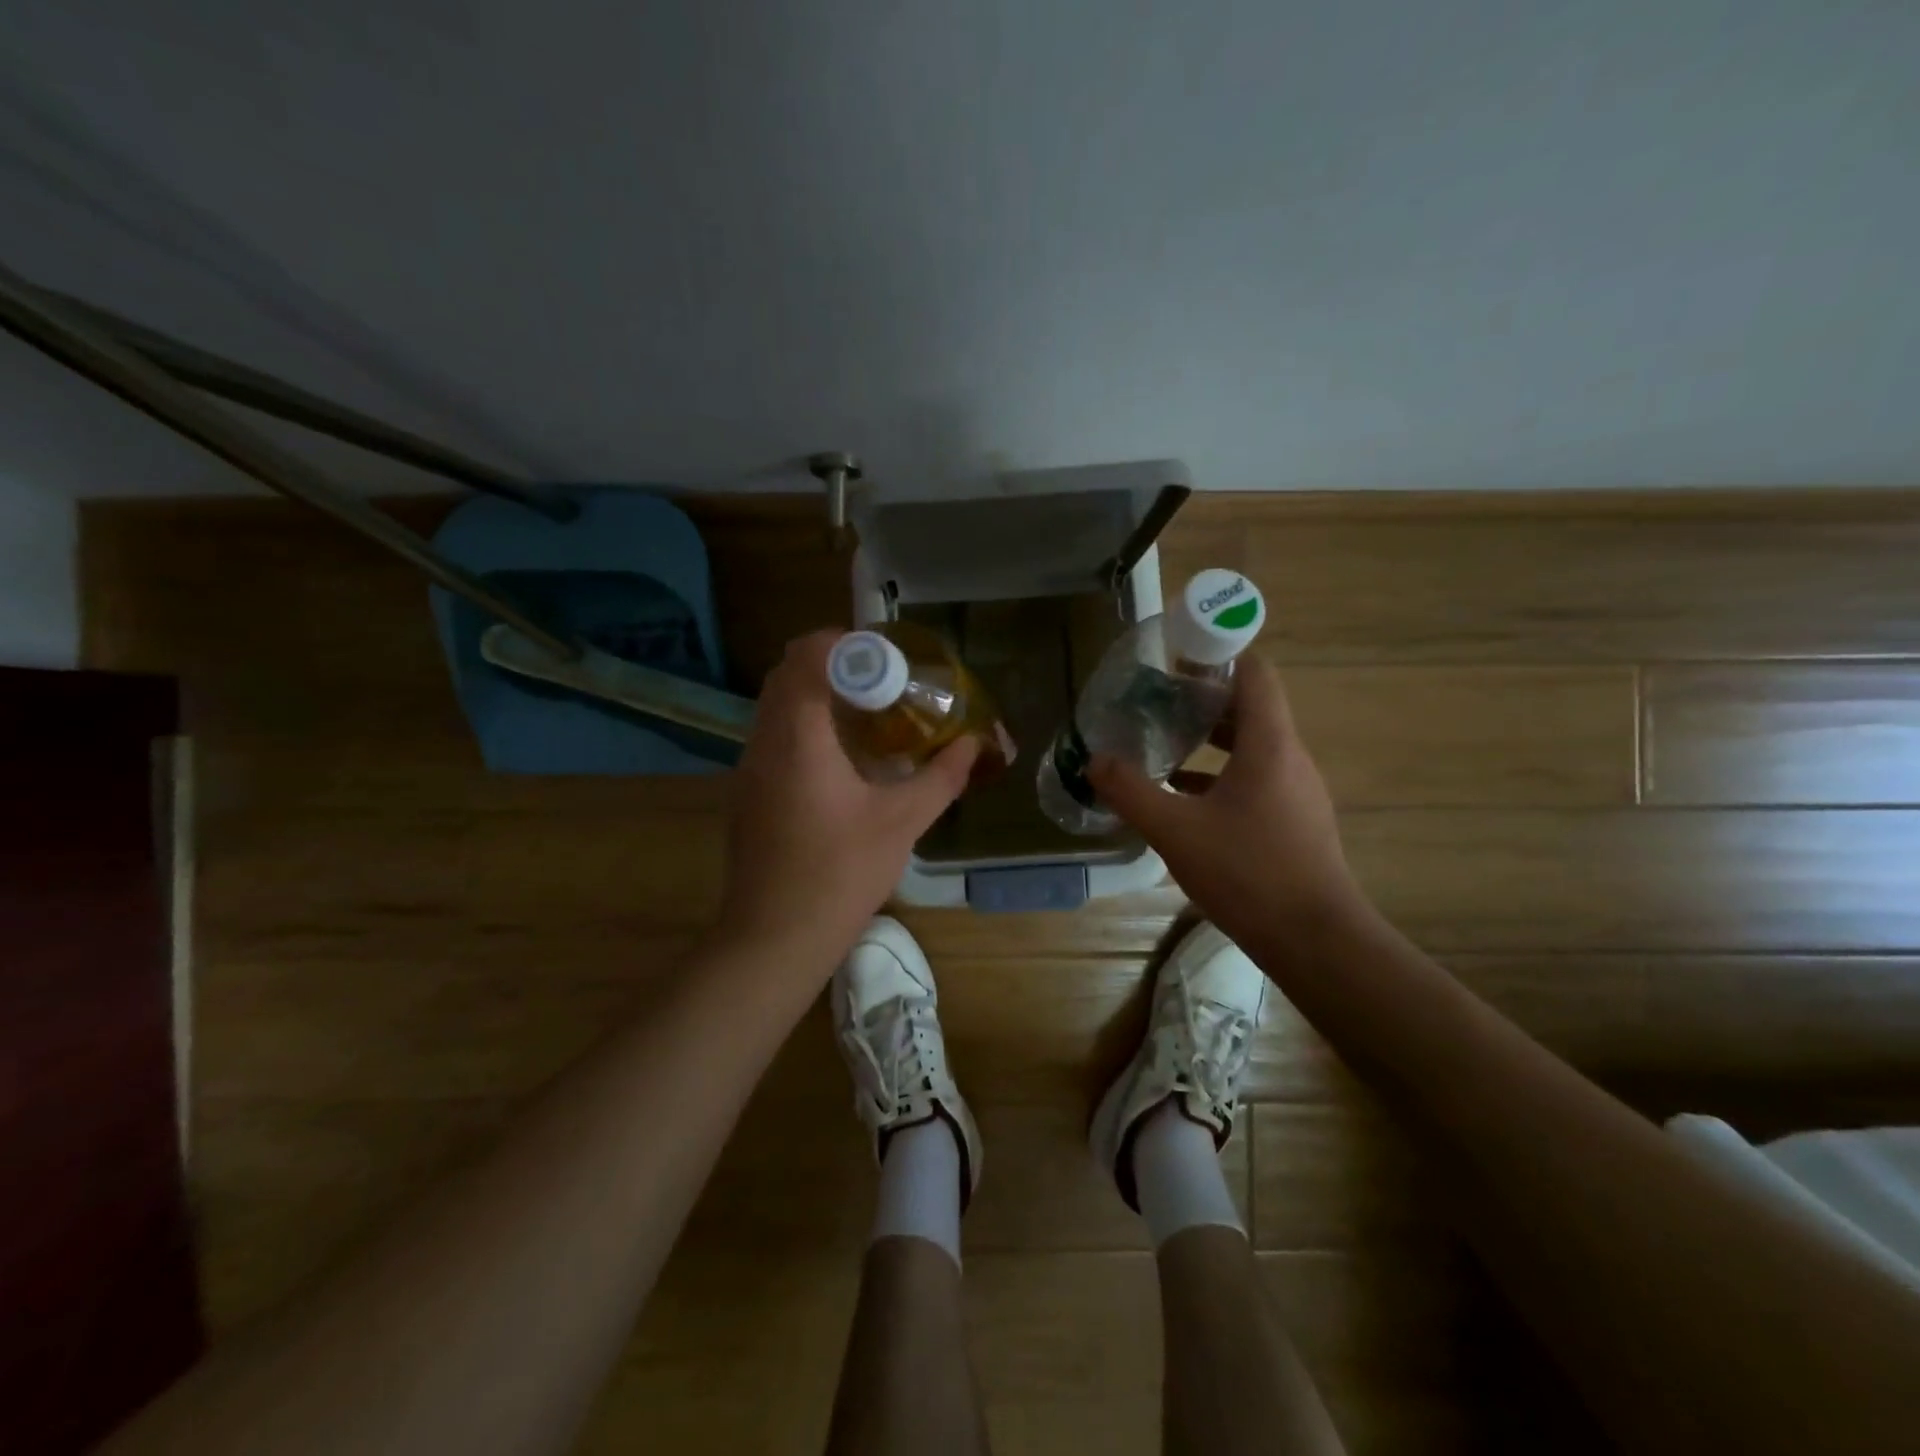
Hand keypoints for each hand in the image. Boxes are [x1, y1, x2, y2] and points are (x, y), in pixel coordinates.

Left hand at [719, 630, 978, 964]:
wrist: (774, 937)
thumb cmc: (840, 873)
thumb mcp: (902, 822)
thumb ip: (941, 777)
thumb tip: (973, 744)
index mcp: (798, 738)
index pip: (806, 657)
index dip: (843, 643)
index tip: (883, 655)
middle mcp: (764, 742)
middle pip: (785, 674)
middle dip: (830, 664)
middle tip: (879, 680)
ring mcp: (748, 768)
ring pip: (774, 705)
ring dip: (814, 694)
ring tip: (864, 712)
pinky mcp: (746, 792)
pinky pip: (771, 735)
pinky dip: (802, 725)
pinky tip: (839, 757)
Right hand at [1088, 654, 1365, 943]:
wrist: (1315, 940)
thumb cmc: (1247, 873)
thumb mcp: (1175, 830)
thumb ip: (1130, 791)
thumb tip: (1094, 760)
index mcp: (1269, 744)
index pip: (1254, 673)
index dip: (1218, 654)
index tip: (1175, 657)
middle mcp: (1290, 758)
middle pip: (1249, 707)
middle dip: (1201, 699)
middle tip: (1153, 702)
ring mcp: (1296, 791)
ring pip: (1251, 746)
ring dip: (1208, 740)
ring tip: (1161, 745)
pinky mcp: (1294, 820)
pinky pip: (1255, 779)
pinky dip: (1219, 775)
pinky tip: (1182, 798)